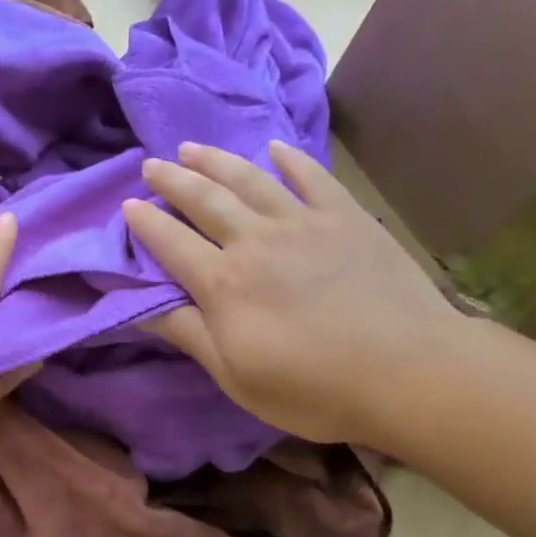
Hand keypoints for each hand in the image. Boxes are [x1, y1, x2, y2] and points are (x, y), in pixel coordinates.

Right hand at [122, 141, 463, 447]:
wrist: (408, 371)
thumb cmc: (313, 388)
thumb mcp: (235, 376)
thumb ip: (187, 334)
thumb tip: (138, 307)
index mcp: (224, 283)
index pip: (172, 243)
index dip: (146, 223)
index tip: (127, 205)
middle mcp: (256, 241)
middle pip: (205, 201)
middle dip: (173, 180)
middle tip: (152, 165)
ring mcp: (303, 223)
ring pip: (250, 180)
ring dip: (217, 161)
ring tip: (192, 148)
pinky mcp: (346, 218)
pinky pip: (312, 178)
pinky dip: (291, 160)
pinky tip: (275, 149)